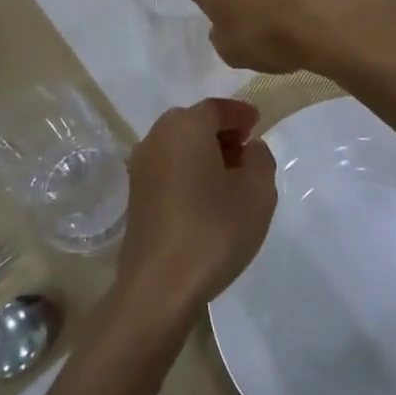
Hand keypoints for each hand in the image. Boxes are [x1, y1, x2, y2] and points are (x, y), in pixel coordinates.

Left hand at [119, 98, 275, 318]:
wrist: (159, 286)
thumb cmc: (213, 230)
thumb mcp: (258, 192)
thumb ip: (260, 159)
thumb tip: (249, 149)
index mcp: (185, 126)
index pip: (217, 108)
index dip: (240, 113)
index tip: (258, 122)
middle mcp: (157, 137)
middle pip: (195, 123)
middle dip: (222, 132)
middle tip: (247, 150)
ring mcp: (141, 166)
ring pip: (179, 145)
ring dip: (205, 152)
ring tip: (231, 177)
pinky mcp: (135, 195)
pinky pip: (168, 168)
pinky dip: (188, 170)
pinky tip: (207, 197)